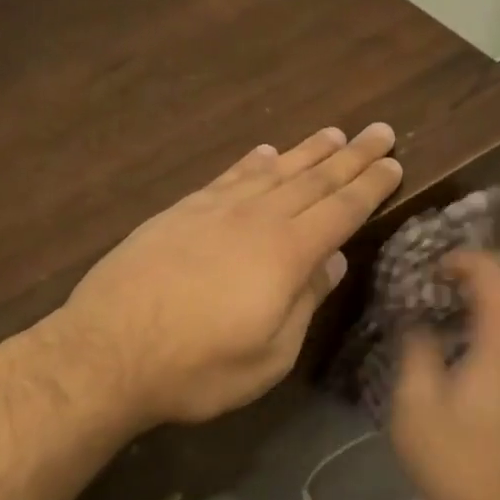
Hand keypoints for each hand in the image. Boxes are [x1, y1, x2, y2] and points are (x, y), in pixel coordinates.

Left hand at [60, 123, 402, 425]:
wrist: (105, 352)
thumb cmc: (197, 368)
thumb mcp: (269, 356)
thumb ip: (305, 303)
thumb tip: (333, 261)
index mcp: (287, 255)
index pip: (342, 210)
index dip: (371, 186)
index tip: (394, 163)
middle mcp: (256, 219)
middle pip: (314, 180)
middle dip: (352, 157)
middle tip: (380, 131)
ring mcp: (214, 211)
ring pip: (273, 172)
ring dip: (307, 152)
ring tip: (334, 134)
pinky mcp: (180, 213)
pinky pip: (227, 178)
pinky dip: (251, 163)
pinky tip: (265, 154)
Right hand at [390, 251, 499, 499]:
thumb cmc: (452, 457)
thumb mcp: (416, 402)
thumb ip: (416, 349)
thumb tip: (417, 320)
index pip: (493, 277)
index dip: (464, 260)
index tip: (430, 265)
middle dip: (482, 267)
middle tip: (441, 273)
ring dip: (494, 288)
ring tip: (453, 294)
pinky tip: (470, 329)